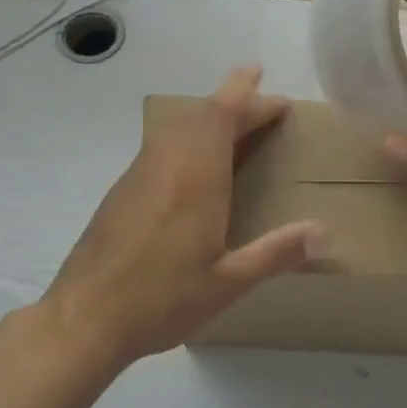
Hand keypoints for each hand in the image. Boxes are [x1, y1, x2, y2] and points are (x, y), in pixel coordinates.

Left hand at [39, 66, 323, 368]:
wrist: (83, 318)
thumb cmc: (161, 299)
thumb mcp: (227, 283)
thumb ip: (275, 252)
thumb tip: (323, 232)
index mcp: (196, 176)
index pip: (222, 114)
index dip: (247, 95)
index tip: (272, 89)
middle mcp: (166, 162)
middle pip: (201, 114)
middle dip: (233, 100)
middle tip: (262, 102)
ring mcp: (139, 173)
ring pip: (178, 127)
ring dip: (208, 117)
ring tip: (235, 126)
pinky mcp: (122, 190)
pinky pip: (162, 145)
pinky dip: (188, 138)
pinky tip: (195, 165)